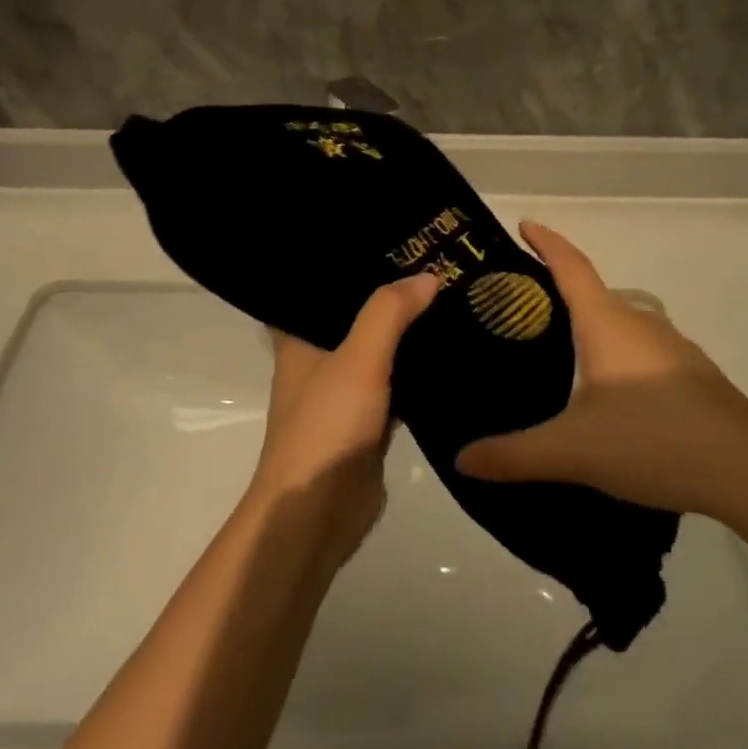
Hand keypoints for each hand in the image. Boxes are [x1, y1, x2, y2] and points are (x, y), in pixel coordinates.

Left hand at [249, 274, 440, 566]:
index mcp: (298, 336)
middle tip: (431, 255)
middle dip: (387, 289)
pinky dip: (416, 365)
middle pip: (354, 312)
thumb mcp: (357, 360)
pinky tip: (449, 344)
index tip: (384, 233)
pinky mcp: (369, 418)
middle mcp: (318, 356)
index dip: (346, 257)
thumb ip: (389, 313)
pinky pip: (396, 380)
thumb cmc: (325, 428)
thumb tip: (428, 276)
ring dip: (404, 326)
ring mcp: (344, 389)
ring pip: (378, 345)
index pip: (317, 283)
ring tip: (446, 288)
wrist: (317, 515)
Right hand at [456, 222, 747, 519]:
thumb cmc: (652, 440)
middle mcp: (640, 323)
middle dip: (562, 291)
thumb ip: (514, 455)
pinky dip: (620, 355)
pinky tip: (614, 395)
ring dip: (594, 326)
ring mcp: (674, 347)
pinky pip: (645, 349)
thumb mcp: (573, 451)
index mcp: (607, 323)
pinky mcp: (695, 375)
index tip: (525, 225)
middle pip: (595, 292)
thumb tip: (463, 459)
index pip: (571, 266)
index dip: (546, 241)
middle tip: (526, 312)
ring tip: (564, 355)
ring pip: (623, 323)